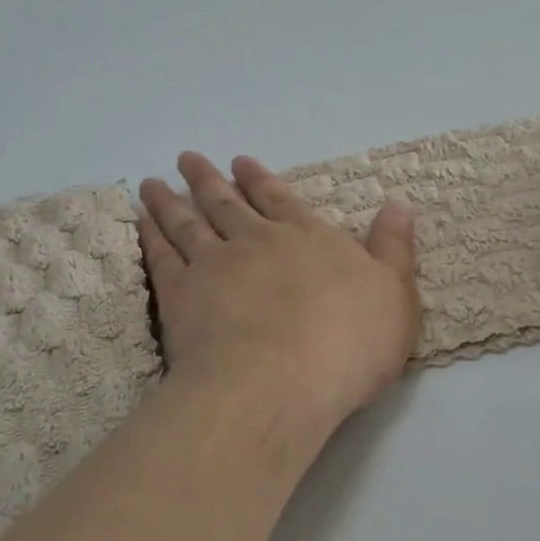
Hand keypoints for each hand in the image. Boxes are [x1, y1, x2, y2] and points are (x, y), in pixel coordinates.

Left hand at [138, 153, 421, 436]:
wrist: (280, 381)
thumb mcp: (395, 295)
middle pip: (228, 203)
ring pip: (188, 223)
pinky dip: (149, 238)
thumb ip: (393, 248)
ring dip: (170, 201)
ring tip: (152, 183)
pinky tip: (140, 224)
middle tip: (188, 158)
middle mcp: (258, 241)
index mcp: (308, 238)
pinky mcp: (182, 296)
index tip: (240, 162)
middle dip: (209, 179)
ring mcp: (215, 265)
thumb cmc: (349, 343)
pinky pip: (161, 257)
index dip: (261, 180)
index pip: (282, 199)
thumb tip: (399, 204)